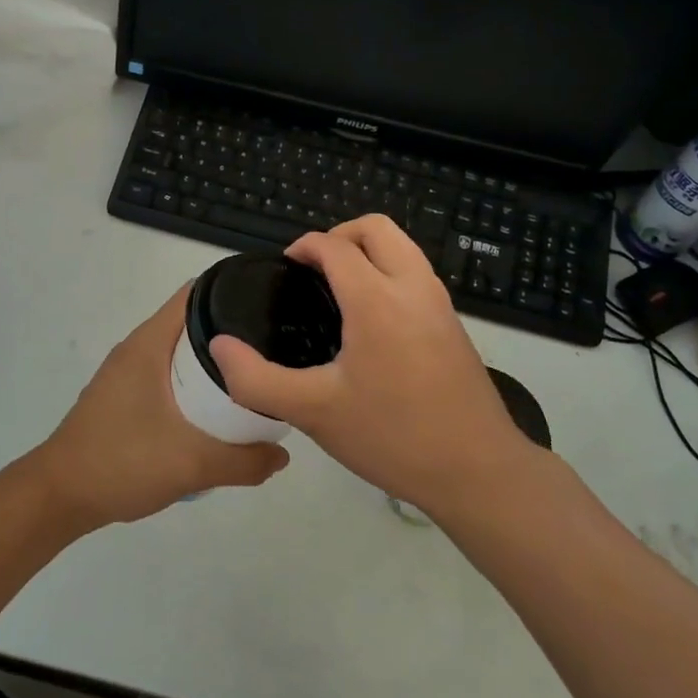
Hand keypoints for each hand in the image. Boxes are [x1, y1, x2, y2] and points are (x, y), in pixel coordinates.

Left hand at [34, 285, 289, 530]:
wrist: (59, 496)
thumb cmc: (121, 462)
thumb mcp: (192, 464)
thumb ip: (243, 461)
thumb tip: (283, 455)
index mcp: (150, 342)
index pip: (197, 294)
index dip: (235, 293)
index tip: (271, 306)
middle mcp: (138, 347)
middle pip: (194, 321)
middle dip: (233, 333)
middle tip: (272, 350)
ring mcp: (128, 371)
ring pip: (181, 351)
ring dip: (214, 361)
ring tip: (254, 376)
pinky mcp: (124, 394)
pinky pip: (168, 373)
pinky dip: (194, 382)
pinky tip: (216, 408)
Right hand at [209, 215, 531, 517]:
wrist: (477, 470)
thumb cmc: (392, 436)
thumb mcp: (313, 412)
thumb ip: (257, 379)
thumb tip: (220, 346)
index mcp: (376, 300)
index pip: (335, 247)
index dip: (306, 246)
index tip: (286, 267)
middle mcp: (413, 287)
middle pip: (377, 228)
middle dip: (340, 235)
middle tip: (314, 270)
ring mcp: (439, 303)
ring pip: (403, 246)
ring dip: (369, 250)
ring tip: (339, 290)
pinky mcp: (454, 322)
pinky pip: (417, 272)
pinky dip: (390, 271)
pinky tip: (372, 319)